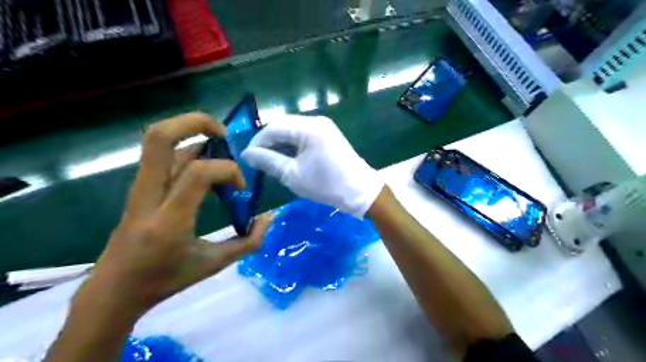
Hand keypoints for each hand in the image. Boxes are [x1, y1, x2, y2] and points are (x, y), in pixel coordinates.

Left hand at [87, 113, 270, 313]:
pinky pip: (163, 155)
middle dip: (197, 123)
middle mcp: (148, 197)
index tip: (239, 189)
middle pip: (160, 137)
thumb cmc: (166, 279)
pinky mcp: (139, 187)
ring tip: (219, 152)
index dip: (228, 170)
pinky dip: (188, 150)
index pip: (198, 172)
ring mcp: (139, 188)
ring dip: (193, 135)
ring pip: (160, 141)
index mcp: (169, 220)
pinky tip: (206, 170)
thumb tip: (268, 217)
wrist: (115, 289)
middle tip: (224, 136)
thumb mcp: (214, 265)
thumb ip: (248, 242)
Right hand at [242, 115, 381, 213]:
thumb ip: (268, 161)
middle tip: (258, 161)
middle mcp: (316, 121)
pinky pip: (304, 136)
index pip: (273, 128)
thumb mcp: (292, 175)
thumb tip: (247, 154)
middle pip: (283, 126)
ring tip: (271, 162)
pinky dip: (293, 146)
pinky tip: (287, 159)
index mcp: (308, 128)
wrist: (360, 191)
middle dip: (269, 143)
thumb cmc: (326, 184)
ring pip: (293, 131)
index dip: (258, 142)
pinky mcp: (328, 135)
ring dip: (280, 145)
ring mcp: (324, 127)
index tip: (247, 159)